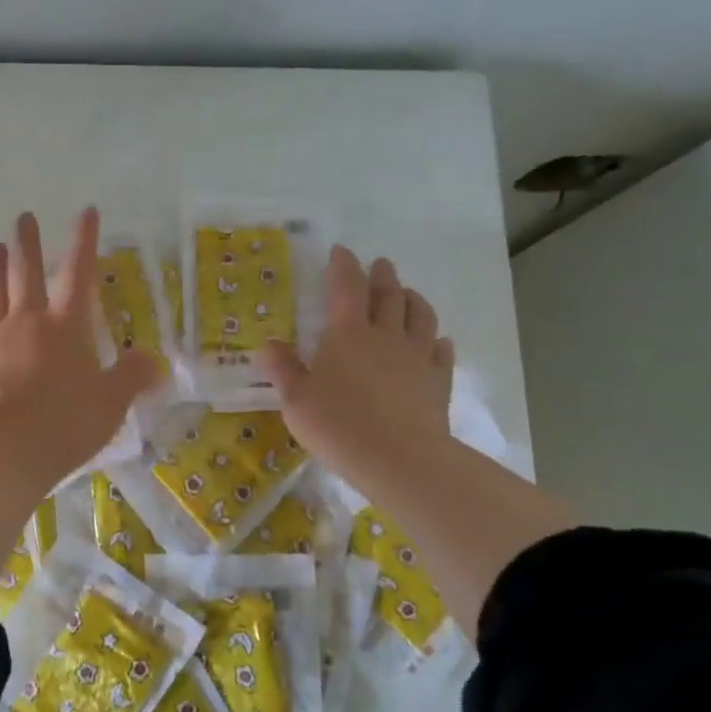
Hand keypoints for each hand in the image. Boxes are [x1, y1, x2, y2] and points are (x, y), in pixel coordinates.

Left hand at [0, 208, 160, 487]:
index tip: (85, 211)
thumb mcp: (112, 401)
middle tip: (23, 216)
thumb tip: (153, 360)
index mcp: (66, 326)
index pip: (79, 272)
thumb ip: (132, 376)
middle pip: (26, 272)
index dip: (84, 240)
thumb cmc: (67, 421)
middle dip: (27, 241)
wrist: (9, 449)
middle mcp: (28, 322)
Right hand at [258, 246, 454, 499]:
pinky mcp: (438, 382)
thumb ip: (282, 369)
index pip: (346, 287)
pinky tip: (438, 341)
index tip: (340, 251)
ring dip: (413, 299)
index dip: (343, 265)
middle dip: (382, 276)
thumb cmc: (339, 426)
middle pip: (388, 295)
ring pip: (420, 316)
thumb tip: (268, 345)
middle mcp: (385, 336)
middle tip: (379, 265)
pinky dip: (438, 341)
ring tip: (408, 294)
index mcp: (347, 334)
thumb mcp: (295, 400)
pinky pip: (441, 353)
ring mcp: (417, 357)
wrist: (401, 460)